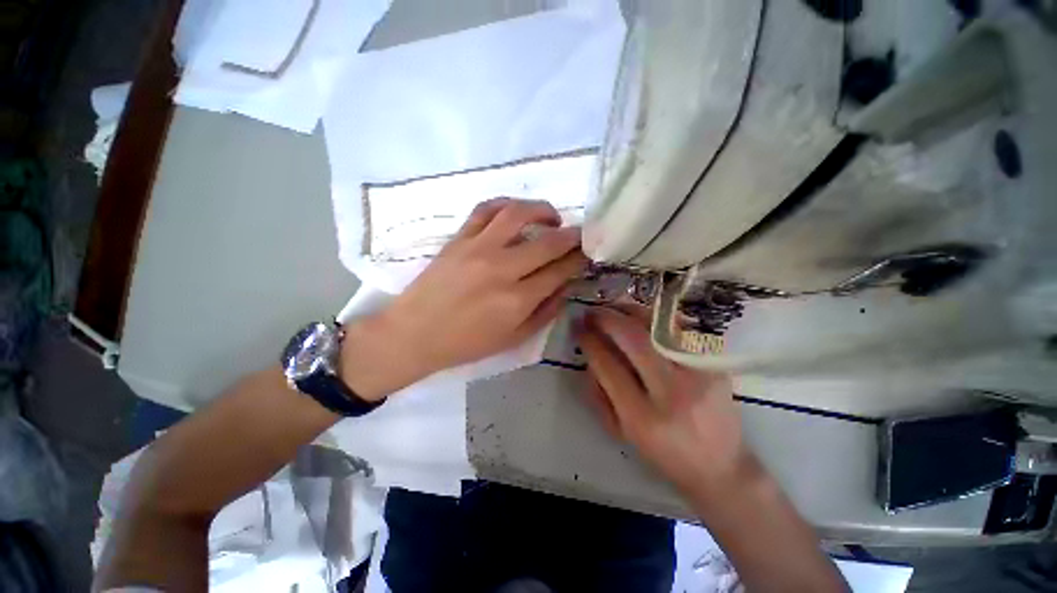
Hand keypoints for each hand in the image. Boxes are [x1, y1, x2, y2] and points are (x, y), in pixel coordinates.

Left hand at [341, 198, 585, 398]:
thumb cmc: (466, 343)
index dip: (579, 259)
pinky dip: (506, 204)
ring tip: (552, 217)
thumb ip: (546, 311)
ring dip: (543, 210)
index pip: (560, 270)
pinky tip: (516, 212)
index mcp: (517, 300)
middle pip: (548, 242)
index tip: (588, 253)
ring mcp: (478, 248)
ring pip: (518, 214)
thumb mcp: (514, 339)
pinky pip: (485, 209)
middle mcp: (501, 269)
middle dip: (572, 236)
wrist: (414, 333)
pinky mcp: (459, 238)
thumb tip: (567, 284)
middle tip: (580, 235)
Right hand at [575, 305, 754, 502]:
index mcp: (642, 417)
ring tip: (612, 307)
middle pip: (635, 340)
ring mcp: (698, 375)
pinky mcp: (714, 365)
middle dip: (607, 319)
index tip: (580, 329)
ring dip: (629, 311)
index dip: (590, 342)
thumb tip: (590, 353)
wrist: (721, 467)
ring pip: (658, 328)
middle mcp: (672, 393)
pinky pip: (679, 329)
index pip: (608, 366)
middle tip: (592, 312)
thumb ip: (599, 392)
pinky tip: (640, 316)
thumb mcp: (621, 432)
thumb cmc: (662, 453)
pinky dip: (655, 318)